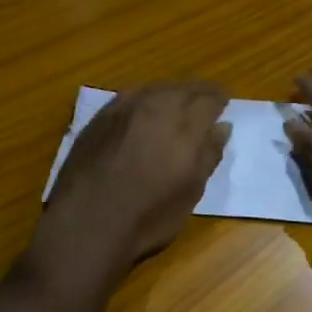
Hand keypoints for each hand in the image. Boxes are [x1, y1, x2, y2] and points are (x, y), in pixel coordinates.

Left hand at [31, 83, 229, 295]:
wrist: (87, 223)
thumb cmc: (148, 217)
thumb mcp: (190, 193)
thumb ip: (208, 155)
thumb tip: (221, 127)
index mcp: (184, 126)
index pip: (208, 100)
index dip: (219, 99)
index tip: (224, 102)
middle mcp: (156, 107)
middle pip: (182, 88)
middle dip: (197, 91)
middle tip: (206, 98)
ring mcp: (124, 108)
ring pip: (155, 87)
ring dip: (171, 91)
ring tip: (178, 100)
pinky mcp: (100, 116)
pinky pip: (131, 95)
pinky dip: (145, 96)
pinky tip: (144, 107)